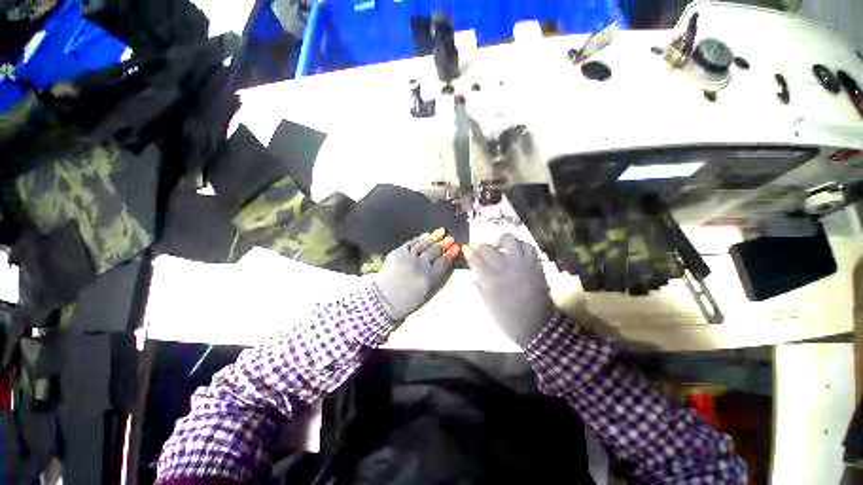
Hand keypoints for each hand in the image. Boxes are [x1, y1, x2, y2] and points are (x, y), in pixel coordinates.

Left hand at [373, 228, 459, 320]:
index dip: (451, 253)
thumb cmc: (409, 299)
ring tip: (441, 231)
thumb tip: (446, 260)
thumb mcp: (428, 292)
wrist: (385, 299)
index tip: (456, 247)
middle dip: (444, 243)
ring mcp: (408, 257)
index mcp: (429, 277)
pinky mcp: (398, 252)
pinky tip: (425, 236)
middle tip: (450, 237)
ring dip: (434, 237)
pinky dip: (419, 239)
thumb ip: (438, 275)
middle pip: (435, 251)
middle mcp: (420, 265)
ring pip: (424, 244)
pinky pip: (411, 243)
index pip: (444, 261)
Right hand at [464, 234, 554, 348]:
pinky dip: (521, 245)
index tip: (467, 249)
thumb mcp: (487, 303)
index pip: (474, 258)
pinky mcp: (534, 263)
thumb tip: (477, 272)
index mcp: (489, 278)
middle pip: (487, 247)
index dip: (469, 252)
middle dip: (480, 247)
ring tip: (500, 246)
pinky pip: (528, 246)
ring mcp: (520, 263)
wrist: (536, 324)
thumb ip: (480, 284)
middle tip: (481, 250)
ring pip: (509, 239)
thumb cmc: (507, 317)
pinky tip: (517, 250)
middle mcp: (503, 266)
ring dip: (501, 241)